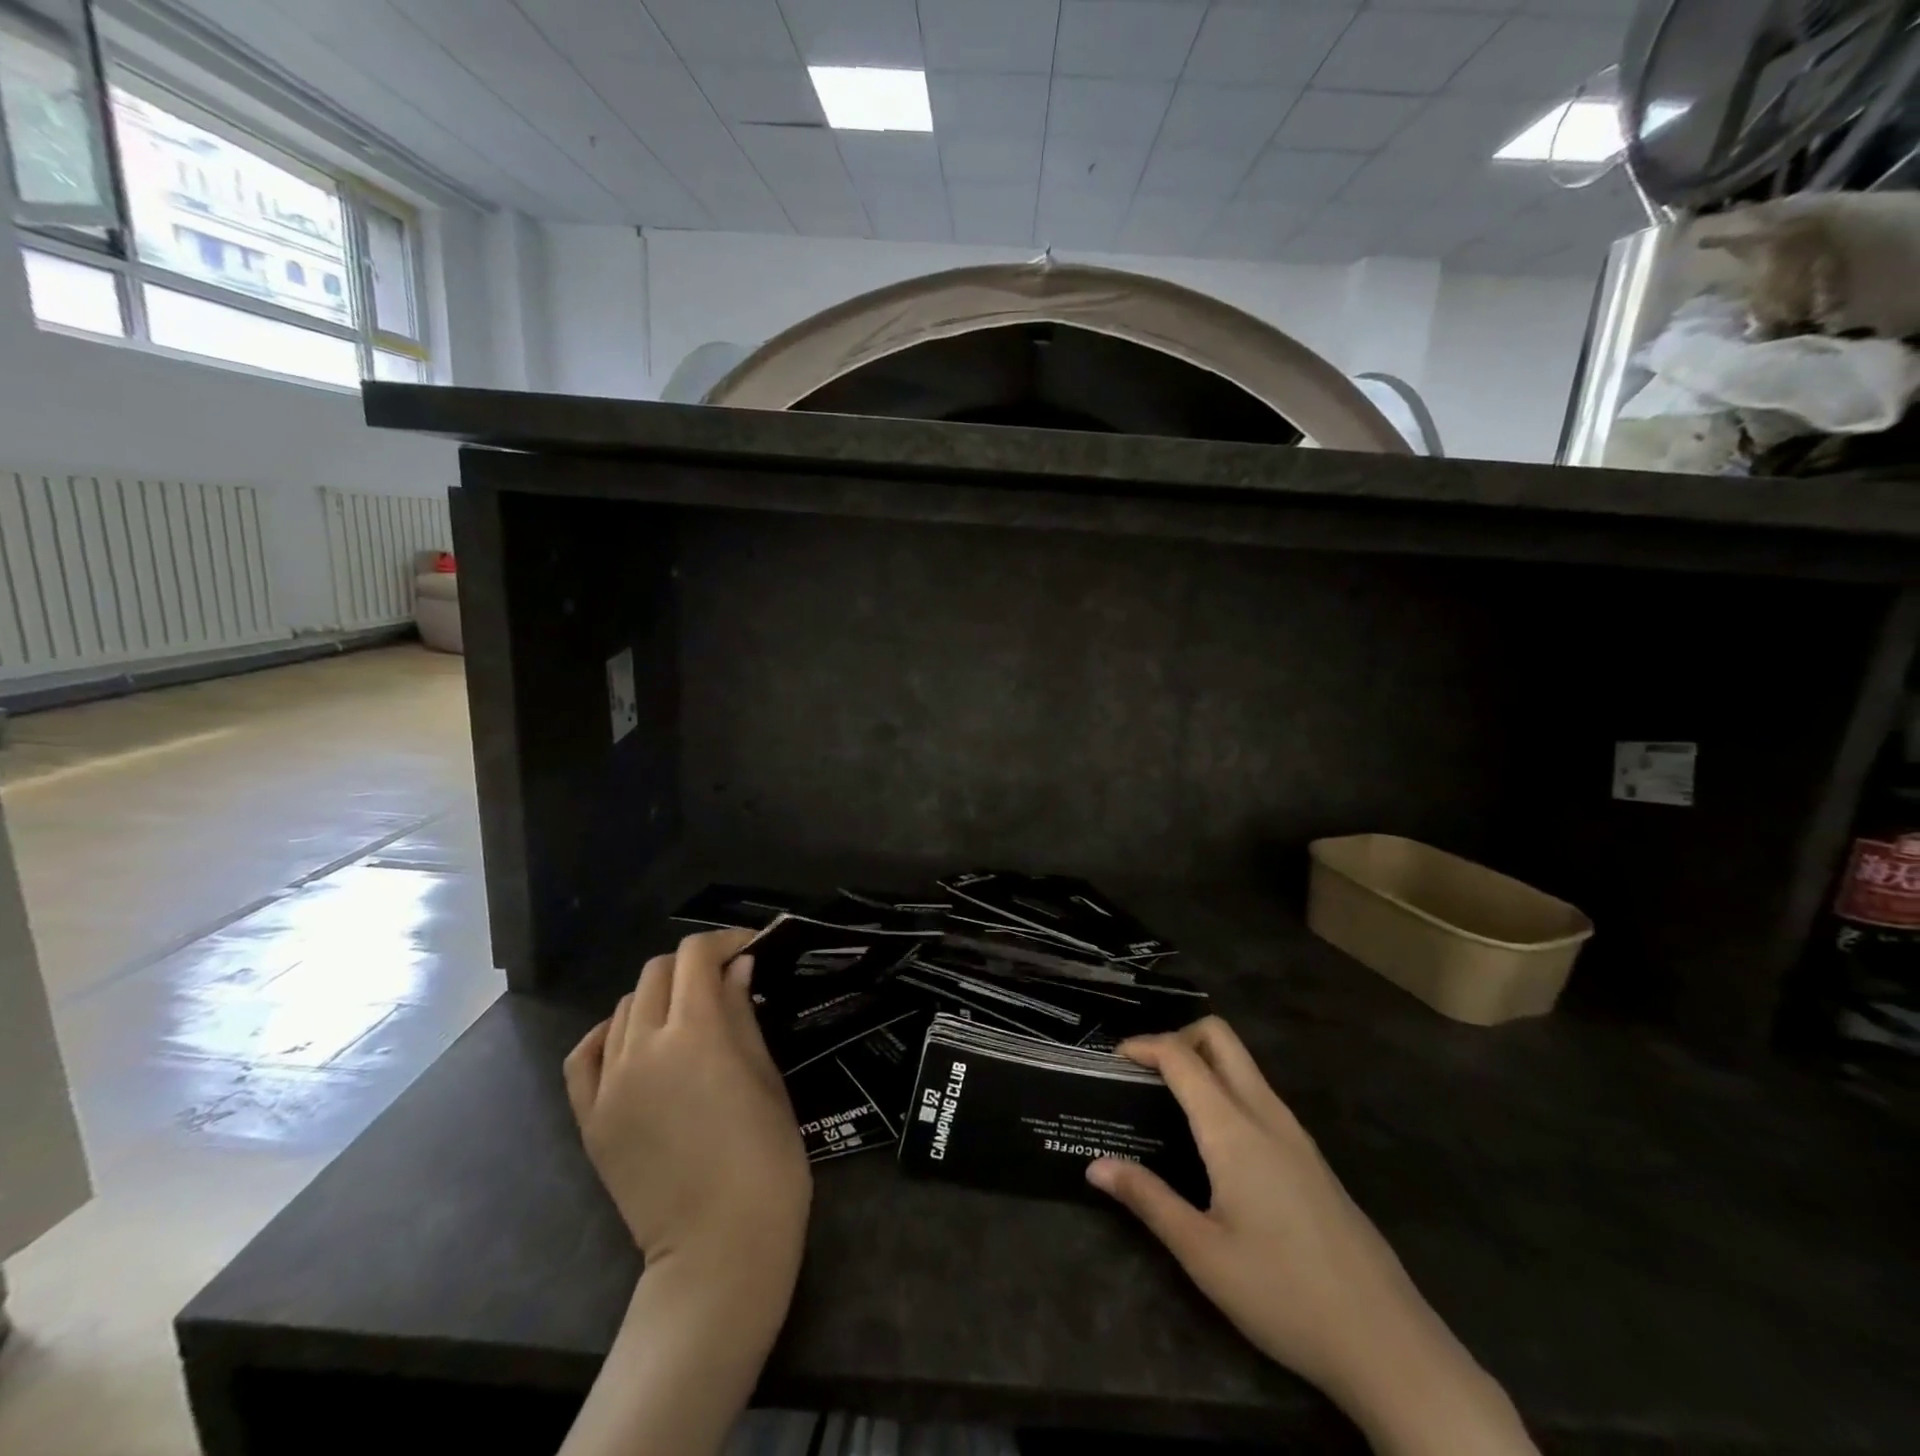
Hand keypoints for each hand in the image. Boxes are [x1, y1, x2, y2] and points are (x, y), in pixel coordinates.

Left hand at [564, 928, 811, 1308]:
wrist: (720, 1247)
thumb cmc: (765, 1157)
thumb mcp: (765, 1075)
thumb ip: (742, 1013)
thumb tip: (737, 967)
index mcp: (694, 1032)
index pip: (695, 956)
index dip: (723, 941)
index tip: (748, 948)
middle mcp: (642, 1047)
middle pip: (657, 974)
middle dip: (692, 964)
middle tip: (724, 980)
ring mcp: (608, 1084)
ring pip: (625, 1008)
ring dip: (659, 996)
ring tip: (688, 1015)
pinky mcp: (590, 1119)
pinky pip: (585, 1056)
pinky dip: (608, 1034)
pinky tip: (631, 1039)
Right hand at [1087, 1018, 1534, 1455]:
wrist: (1388, 1343)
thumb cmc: (1283, 1294)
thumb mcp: (1202, 1254)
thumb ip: (1147, 1199)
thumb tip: (1096, 1165)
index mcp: (1234, 1129)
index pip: (1182, 1057)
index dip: (1144, 1046)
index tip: (1114, 1057)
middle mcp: (1266, 1114)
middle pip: (1221, 1038)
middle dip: (1179, 1037)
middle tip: (1145, 1071)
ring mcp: (1295, 1133)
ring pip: (1244, 1065)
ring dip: (1204, 1062)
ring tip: (1170, 1099)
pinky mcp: (1312, 1157)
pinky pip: (1261, 1095)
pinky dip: (1227, 1088)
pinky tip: (1214, 1138)